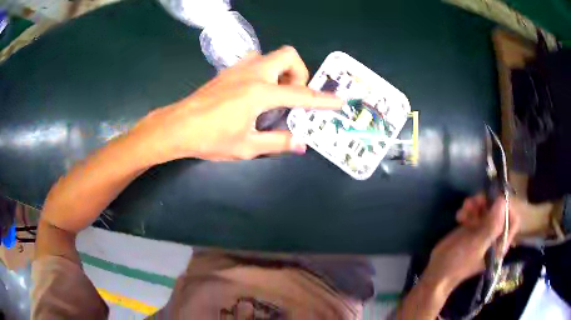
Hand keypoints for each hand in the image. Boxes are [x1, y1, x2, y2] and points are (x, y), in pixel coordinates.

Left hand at [130, 46, 342, 162]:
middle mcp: (252, 73)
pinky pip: (256, 62)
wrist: (177, 126)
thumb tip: (300, 144)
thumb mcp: (247, 146)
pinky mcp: (228, 71)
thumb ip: (278, 142)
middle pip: (288, 55)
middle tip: (293, 95)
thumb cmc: (210, 138)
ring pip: (271, 56)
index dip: (322, 99)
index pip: (300, 93)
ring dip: (281, 71)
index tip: (338, 101)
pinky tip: (256, 94)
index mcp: (260, 92)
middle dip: (299, 73)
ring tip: (276, 96)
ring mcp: (239, 68)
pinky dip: (266, 72)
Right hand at [423, 195, 519, 291]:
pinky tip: (459, 216)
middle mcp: (494, 237)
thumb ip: (492, 225)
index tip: (494, 200)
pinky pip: (476, 213)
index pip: (513, 220)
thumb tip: (502, 200)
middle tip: (476, 200)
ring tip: (465, 207)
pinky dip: (469, 210)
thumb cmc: (458, 262)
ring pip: (487, 210)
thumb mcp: (476, 245)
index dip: (506, 208)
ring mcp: (483, 232)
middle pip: (499, 211)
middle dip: (489, 203)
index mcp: (500, 244)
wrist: (437, 272)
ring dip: (477, 204)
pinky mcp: (472, 229)